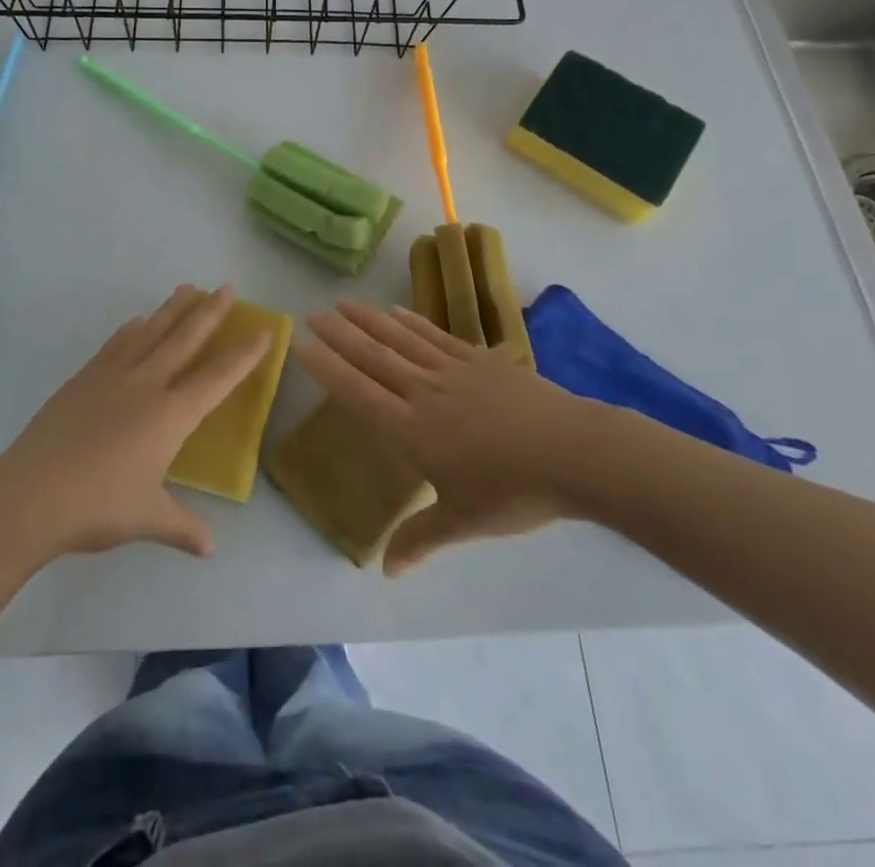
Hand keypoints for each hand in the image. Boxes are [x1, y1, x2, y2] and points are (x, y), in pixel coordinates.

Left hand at [0, 284, 271, 561]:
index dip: (244, 354)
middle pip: (185, 339)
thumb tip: (209, 547)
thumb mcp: (147, 519)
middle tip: (226, 287)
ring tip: (188, 289)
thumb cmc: (97, 507)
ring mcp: (112, 376)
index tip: (264, 329)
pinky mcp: (84, 378)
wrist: (30, 494)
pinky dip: (133, 329)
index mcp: (171, 415)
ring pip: (151, 332)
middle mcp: (146, 384)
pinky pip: (116, 344)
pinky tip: (137, 322)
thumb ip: (182, 527)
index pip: (218, 377)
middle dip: (210, 312)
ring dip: (173, 309)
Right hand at [296, 300, 617, 574]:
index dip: (327, 369)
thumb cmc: (513, 491)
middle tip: (314, 313)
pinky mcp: (480, 360)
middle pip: (373, 357)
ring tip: (346, 302)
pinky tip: (398, 312)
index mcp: (412, 429)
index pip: (358, 393)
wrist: (572, 452)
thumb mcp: (463, 521)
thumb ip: (421, 539)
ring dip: (371, 320)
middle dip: (341, 335)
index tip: (302, 346)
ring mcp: (452, 370)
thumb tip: (386, 572)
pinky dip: (413, 322)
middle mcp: (424, 392)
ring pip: (401, 339)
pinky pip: (437, 336)